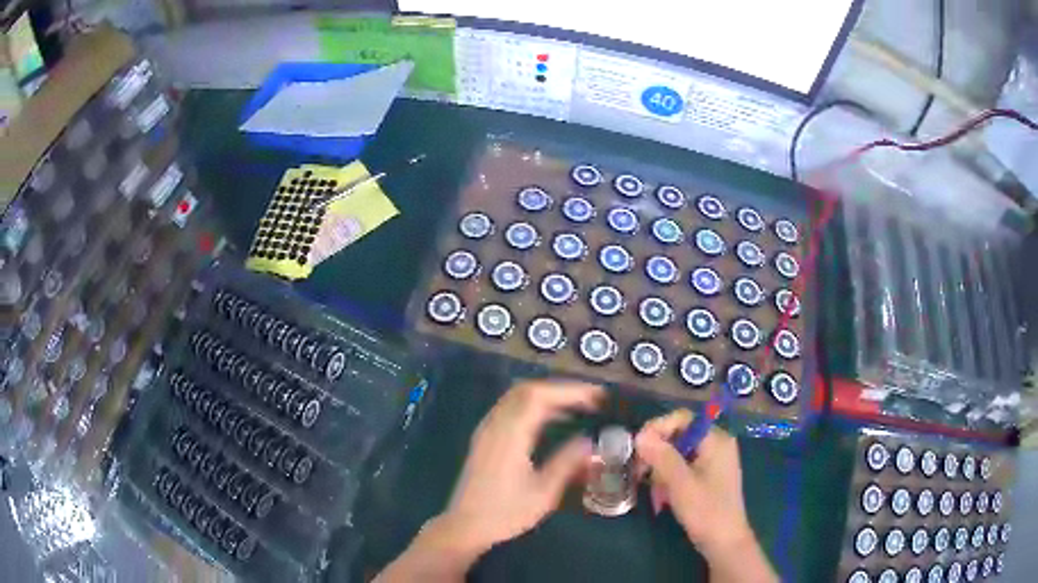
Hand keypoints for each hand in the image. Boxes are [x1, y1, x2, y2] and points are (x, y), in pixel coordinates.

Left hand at [440, 380, 602, 554]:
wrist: (465, 526)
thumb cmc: (505, 512)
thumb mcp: (543, 492)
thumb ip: (567, 463)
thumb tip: (591, 442)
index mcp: (510, 434)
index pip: (540, 396)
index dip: (570, 390)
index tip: (597, 395)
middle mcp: (495, 424)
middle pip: (527, 390)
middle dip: (561, 389)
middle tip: (591, 399)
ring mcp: (486, 429)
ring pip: (517, 397)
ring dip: (547, 395)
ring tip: (577, 407)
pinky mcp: (484, 438)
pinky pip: (510, 408)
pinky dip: (534, 405)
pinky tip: (551, 420)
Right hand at [635, 410, 774, 582]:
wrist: (724, 543)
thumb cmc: (706, 511)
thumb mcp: (680, 483)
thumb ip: (661, 457)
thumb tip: (640, 435)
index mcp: (716, 440)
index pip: (682, 419)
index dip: (658, 428)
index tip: (638, 448)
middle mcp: (717, 445)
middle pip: (678, 436)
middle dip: (657, 455)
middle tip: (639, 474)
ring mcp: (713, 462)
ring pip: (677, 454)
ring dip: (661, 471)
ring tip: (654, 493)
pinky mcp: (708, 477)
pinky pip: (683, 468)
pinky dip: (670, 480)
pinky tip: (663, 498)